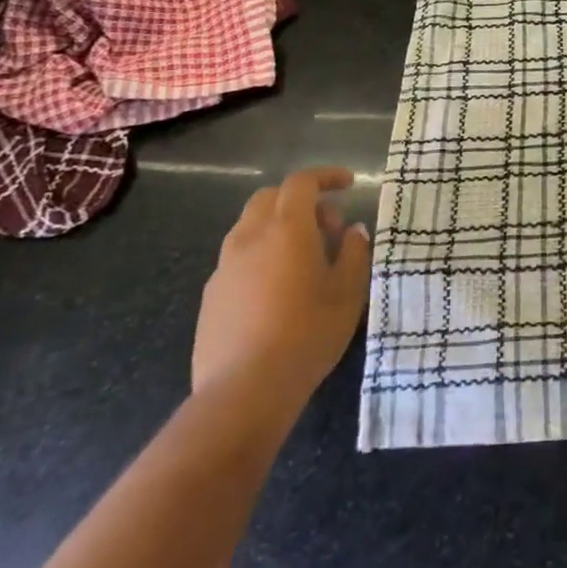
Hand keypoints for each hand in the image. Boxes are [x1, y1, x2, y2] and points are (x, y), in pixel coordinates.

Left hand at [192, 167, 372, 422]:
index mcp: (287, 228)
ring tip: (304, 259)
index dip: (327, 176)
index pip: (302, 182)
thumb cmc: (307, 333)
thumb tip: (353, 231)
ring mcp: (224, 267)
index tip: (349, 184)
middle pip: (271, 198)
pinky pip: (238, 258)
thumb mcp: (348, 292)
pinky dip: (261, 255)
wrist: (244, 391)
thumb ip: (355, 252)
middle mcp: (250, 237)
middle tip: (329, 227)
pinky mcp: (211, 296)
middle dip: (301, 201)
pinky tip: (277, 290)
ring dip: (278, 228)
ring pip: (250, 227)